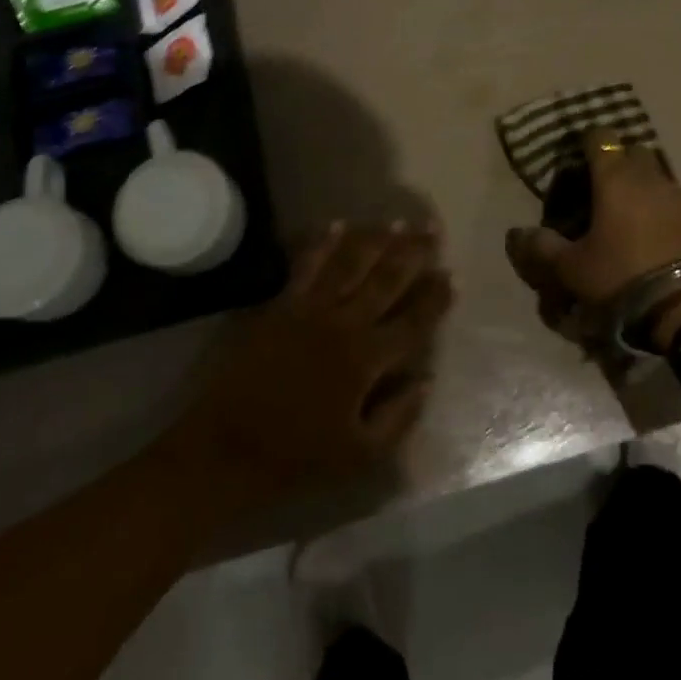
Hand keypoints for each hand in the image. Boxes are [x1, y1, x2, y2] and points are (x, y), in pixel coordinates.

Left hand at [169, 222, 451, 505]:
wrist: (228, 448)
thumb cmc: (298, 457)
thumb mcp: (360, 456)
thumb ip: (399, 418)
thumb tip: (426, 380)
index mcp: (367, 360)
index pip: (412, 321)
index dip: (435, 298)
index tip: (452, 275)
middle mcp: (344, 323)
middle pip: (386, 280)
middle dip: (413, 253)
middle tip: (432, 229)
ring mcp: (310, 309)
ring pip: (351, 264)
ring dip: (375, 240)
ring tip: (396, 222)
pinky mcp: (282, 304)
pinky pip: (306, 265)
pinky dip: (323, 243)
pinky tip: (337, 224)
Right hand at [505, 128, 680, 348]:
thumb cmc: (622, 278)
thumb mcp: (572, 269)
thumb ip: (541, 247)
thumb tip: (515, 233)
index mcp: (615, 178)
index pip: (599, 137)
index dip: (587, 143)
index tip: (578, 158)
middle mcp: (652, 176)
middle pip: (635, 152)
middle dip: (620, 162)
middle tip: (606, 191)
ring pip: (661, 179)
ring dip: (648, 190)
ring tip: (637, 222)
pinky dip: (672, 215)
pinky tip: (667, 242)